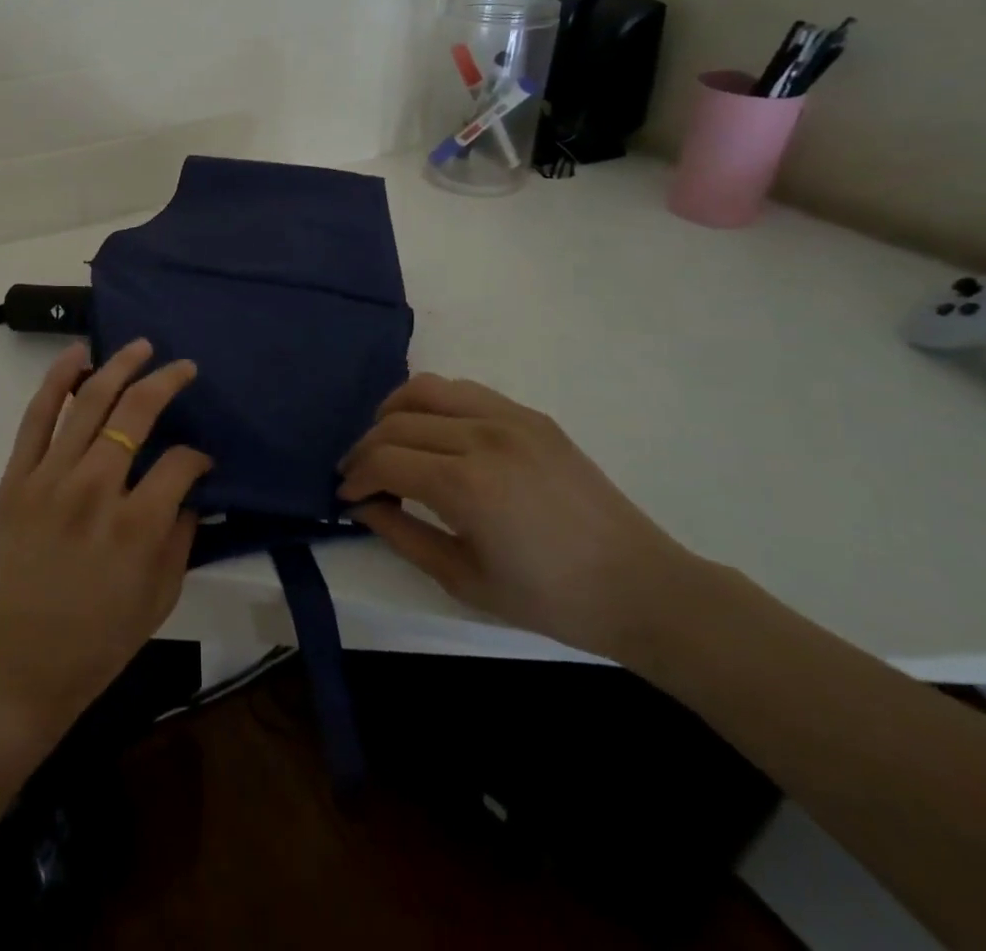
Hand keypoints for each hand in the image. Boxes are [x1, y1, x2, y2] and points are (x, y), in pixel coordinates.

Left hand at [0, 338, 210, 749]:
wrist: (15, 670)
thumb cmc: (96, 644)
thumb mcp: (160, 599)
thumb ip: (182, 538)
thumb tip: (191, 492)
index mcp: (138, 527)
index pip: (180, 462)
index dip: (198, 456)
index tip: (201, 461)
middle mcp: (95, 490)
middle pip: (136, 413)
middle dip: (167, 382)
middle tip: (184, 368)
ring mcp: (49, 480)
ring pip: (88, 403)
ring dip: (118, 367)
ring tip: (140, 346)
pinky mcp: (15, 480)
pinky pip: (36, 418)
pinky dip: (56, 381)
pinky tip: (77, 355)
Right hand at [338, 374, 694, 659]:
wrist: (640, 587)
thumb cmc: (549, 598)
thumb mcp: (463, 579)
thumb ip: (401, 534)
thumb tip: (362, 504)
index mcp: (467, 484)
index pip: (384, 458)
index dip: (356, 476)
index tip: (345, 496)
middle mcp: (483, 435)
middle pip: (396, 421)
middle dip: (366, 448)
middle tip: (361, 477)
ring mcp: (510, 417)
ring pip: (426, 388)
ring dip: (394, 412)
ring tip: (389, 443)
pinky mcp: (530, 414)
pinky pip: (463, 390)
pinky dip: (433, 405)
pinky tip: (434, 435)